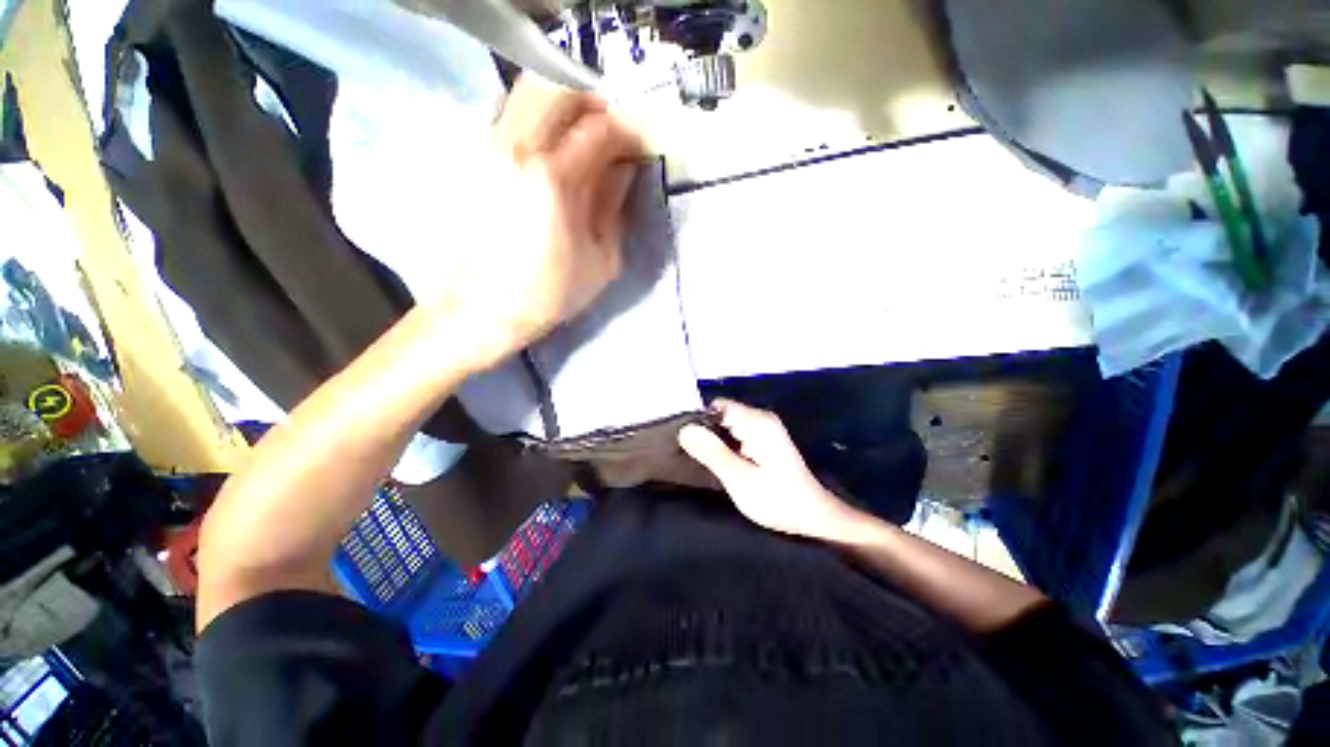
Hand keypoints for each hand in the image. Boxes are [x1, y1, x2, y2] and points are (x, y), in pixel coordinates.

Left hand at [429, 76, 645, 365]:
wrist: (481, 309)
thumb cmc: (549, 294)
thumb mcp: (601, 261)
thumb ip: (613, 206)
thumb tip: (623, 168)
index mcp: (555, 180)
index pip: (601, 129)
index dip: (628, 132)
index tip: (640, 145)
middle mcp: (518, 149)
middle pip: (559, 88)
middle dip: (594, 102)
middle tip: (611, 128)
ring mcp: (488, 148)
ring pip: (526, 91)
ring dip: (562, 101)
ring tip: (580, 132)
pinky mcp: (472, 158)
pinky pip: (506, 113)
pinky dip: (534, 116)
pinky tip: (547, 145)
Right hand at [678, 399, 861, 541]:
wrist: (814, 518)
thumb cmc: (778, 500)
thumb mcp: (739, 479)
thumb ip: (711, 452)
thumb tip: (685, 429)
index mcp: (757, 422)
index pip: (717, 406)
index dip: (699, 422)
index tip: (686, 443)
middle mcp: (761, 419)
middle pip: (722, 414)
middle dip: (706, 433)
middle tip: (692, 458)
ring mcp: (765, 429)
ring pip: (728, 426)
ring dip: (715, 442)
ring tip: (702, 463)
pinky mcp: (765, 441)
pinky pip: (737, 435)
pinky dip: (726, 447)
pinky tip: (720, 465)